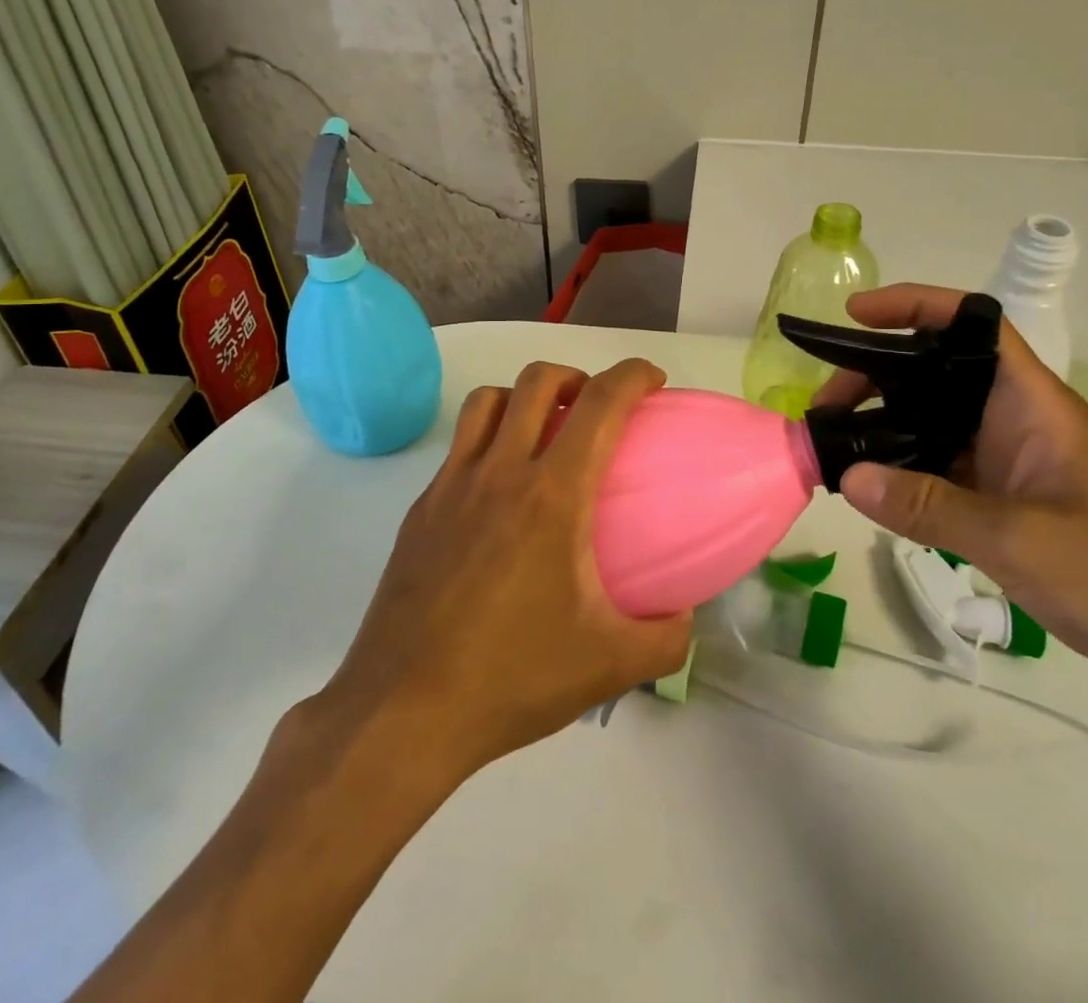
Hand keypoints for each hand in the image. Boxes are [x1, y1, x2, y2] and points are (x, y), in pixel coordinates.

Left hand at [319, 359, 692, 775]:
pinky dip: (489, 439)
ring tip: (544, 433)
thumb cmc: (512, 678)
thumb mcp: (610, 666)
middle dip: (576, 376)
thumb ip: (666, 637)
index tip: (653, 381)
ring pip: (488, 401)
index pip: (600, 403)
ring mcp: (452, 486)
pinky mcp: (421, 509)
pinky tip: (500, 491)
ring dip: (524, 397)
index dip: (633, 375)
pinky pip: (460, 446)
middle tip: (596, 408)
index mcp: (552, 494)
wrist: (401, 712)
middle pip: (537, 381)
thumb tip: (685, 614)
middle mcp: (499, 472)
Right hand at [818, 285, 1087, 715]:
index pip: (970, 325)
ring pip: (934, 427)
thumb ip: (928, 507)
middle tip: (824, 410)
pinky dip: (903, 475)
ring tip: (833, 449)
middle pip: (935, 376)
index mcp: (1032, 405)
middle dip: (876, 379)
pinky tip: (870, 494)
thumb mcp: (1020, 540)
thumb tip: (846, 477)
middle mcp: (1018, 423)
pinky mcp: (1010, 507)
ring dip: (884, 429)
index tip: (854, 317)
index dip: (913, 306)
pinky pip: (942, 474)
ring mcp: (1013, 466)